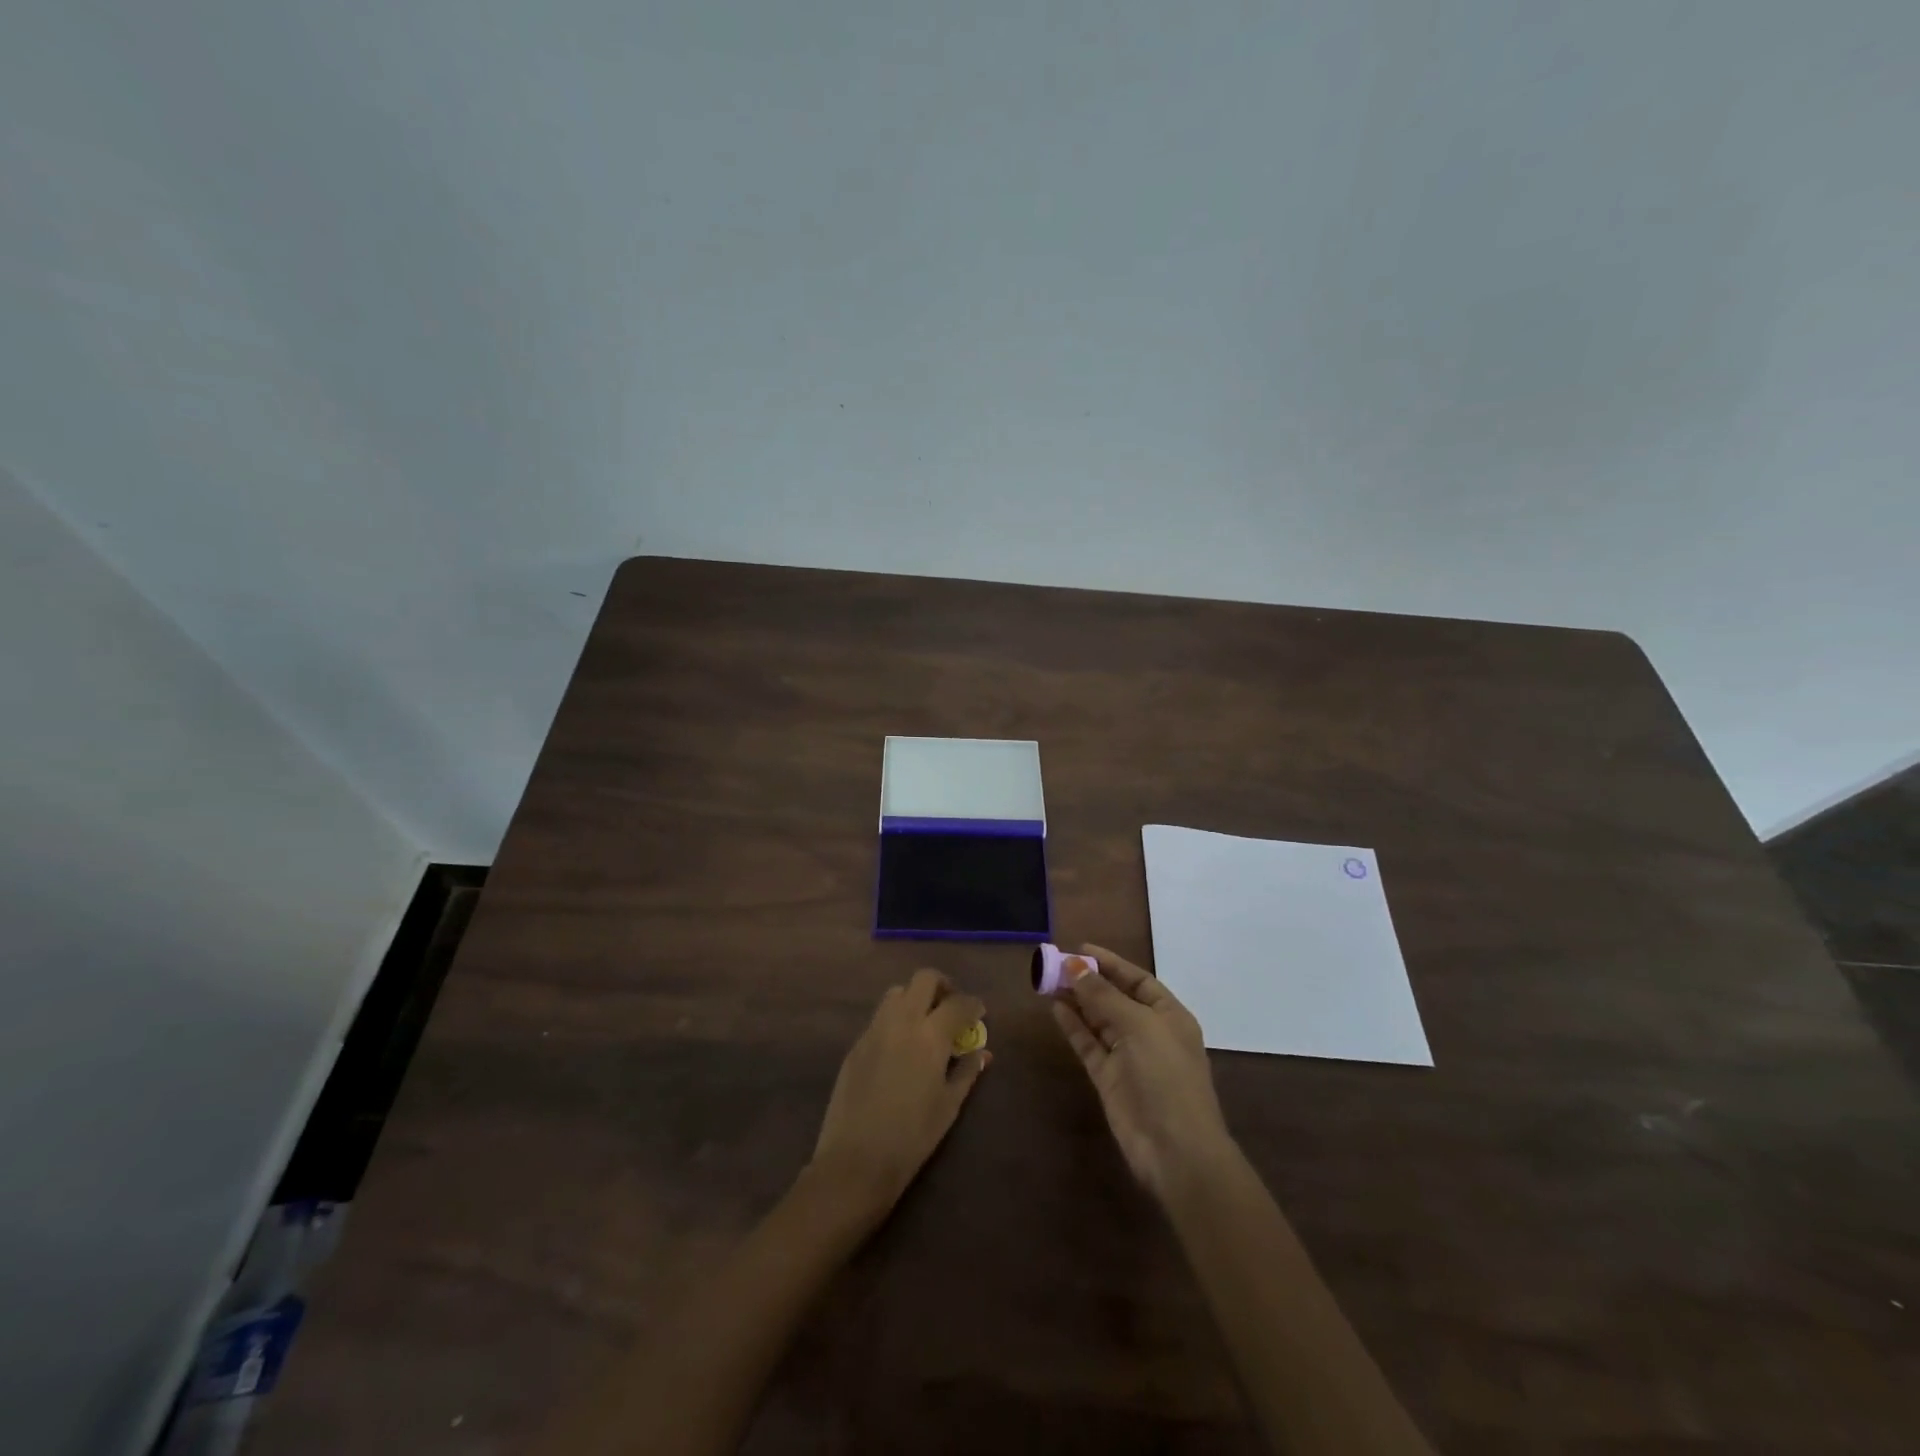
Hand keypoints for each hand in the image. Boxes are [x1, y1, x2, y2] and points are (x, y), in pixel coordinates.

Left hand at [808, 969, 989, 1230]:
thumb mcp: (949, 1106)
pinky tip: (901, 1047)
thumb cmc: (912, 1137)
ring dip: (915, 998)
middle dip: (942, 986)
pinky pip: (880, 1017)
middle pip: (924, 979)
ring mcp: (875, 1029)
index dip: (973, 1004)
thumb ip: (967, 1072)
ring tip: (925, 1024)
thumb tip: (982, 1053)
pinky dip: (896, 1019)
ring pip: (897, 992)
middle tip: (951, 1007)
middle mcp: (902, 1021)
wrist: (855, 1160)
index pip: (958, 1003)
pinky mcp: (856, 1044)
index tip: (979, 1013)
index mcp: (930, 1036)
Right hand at [1051, 944, 1233, 1200]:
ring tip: (1048, 980)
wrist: (1175, 1149)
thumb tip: (1074, 966)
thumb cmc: (1166, 1076)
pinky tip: (1055, 1008)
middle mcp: (1149, 1032)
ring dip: (1076, 1000)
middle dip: (1088, 980)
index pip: (1137, 979)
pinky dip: (1073, 1026)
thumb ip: (1103, 996)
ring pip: (1098, 1020)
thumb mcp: (1138, 1026)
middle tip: (1055, 963)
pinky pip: (1088, 1044)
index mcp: (1169, 1015)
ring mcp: (1128, 1056)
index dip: (1110, 963)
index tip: (1080, 948)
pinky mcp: (1108, 1078)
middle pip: (1115, 997)